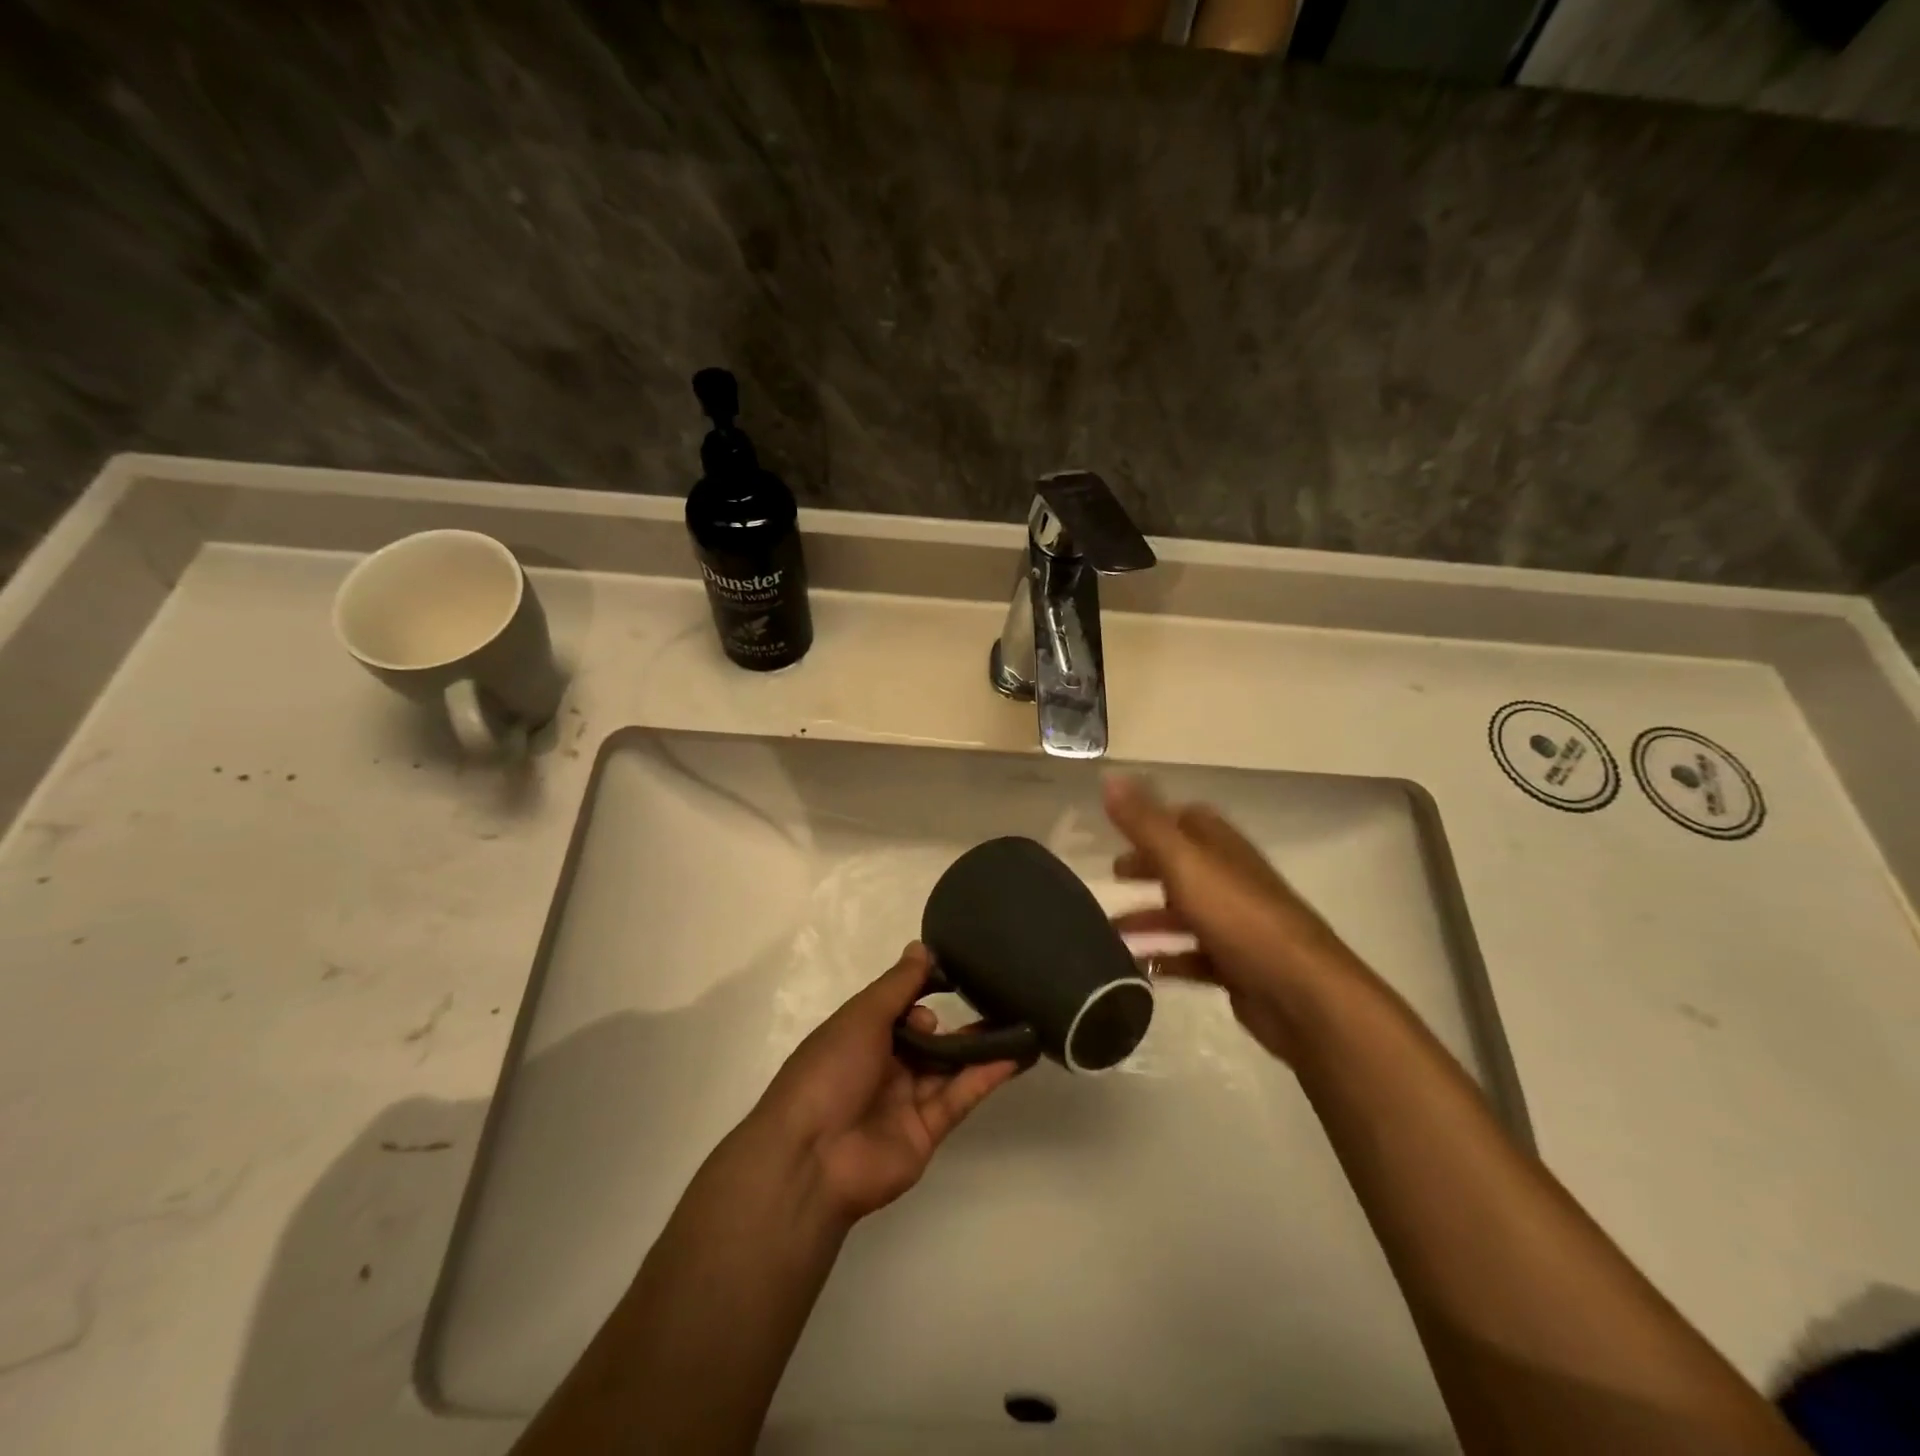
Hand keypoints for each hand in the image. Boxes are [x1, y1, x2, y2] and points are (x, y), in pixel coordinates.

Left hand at [752, 943, 1020, 1224]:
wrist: (812, 1157)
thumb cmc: (830, 1071)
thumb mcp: (862, 1016)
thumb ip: (898, 984)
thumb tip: (922, 947)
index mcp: (859, 1035)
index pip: (899, 1005)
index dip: (924, 988)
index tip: (959, 971)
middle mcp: (883, 1065)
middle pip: (926, 1037)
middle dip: (953, 1020)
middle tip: (987, 998)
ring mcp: (905, 1100)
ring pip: (949, 1066)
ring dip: (979, 1045)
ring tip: (1018, 1019)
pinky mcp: (926, 1131)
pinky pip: (959, 1097)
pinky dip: (986, 1076)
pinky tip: (1016, 1055)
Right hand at [1104, 773, 1367, 1063]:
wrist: (1302, 995)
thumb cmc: (1240, 920)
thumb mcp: (1185, 864)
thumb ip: (1145, 824)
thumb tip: (1110, 776)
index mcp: (1223, 850)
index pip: (1189, 820)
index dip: (1155, 820)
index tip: (1119, 829)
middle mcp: (1232, 882)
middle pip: (1184, 867)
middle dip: (1147, 869)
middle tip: (1112, 877)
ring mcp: (1237, 927)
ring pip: (1185, 914)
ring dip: (1149, 919)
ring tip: (1109, 932)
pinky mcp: (1237, 968)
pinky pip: (1192, 957)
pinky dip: (1165, 959)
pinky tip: (1138, 968)